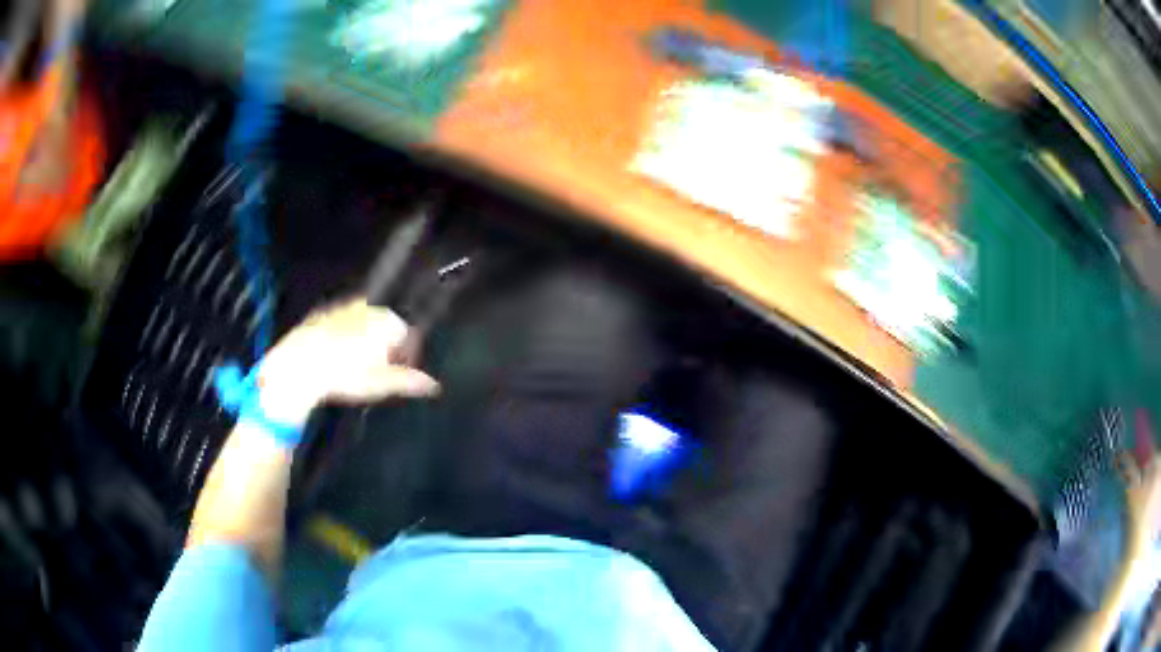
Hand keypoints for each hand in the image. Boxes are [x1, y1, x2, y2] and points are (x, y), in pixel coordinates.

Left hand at [254, 298, 439, 423]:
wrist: (300, 365)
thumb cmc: (344, 375)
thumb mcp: (380, 384)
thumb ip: (409, 382)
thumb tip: (433, 385)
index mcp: (387, 321)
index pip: (408, 336)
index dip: (407, 357)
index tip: (400, 373)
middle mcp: (367, 308)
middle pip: (386, 327)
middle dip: (386, 348)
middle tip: (377, 373)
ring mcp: (343, 308)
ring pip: (363, 324)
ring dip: (365, 342)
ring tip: (355, 367)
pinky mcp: (323, 313)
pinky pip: (341, 324)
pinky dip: (343, 338)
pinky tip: (336, 358)